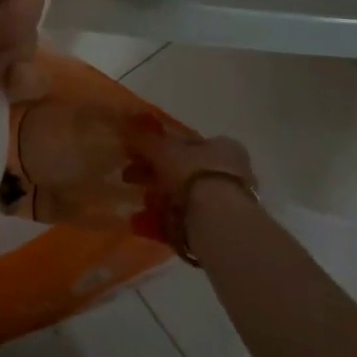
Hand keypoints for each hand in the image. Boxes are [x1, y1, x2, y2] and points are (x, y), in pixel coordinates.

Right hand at [121, 121, 256, 252]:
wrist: (219, 222)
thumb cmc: (195, 174)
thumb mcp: (165, 150)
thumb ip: (145, 139)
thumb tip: (126, 126)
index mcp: (224, 146)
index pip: (188, 142)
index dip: (161, 146)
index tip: (138, 154)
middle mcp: (230, 172)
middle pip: (184, 171)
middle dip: (155, 175)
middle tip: (129, 177)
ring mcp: (225, 203)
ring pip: (183, 198)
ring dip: (157, 200)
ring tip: (138, 204)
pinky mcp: (217, 230)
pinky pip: (183, 222)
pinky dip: (162, 222)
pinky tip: (141, 224)